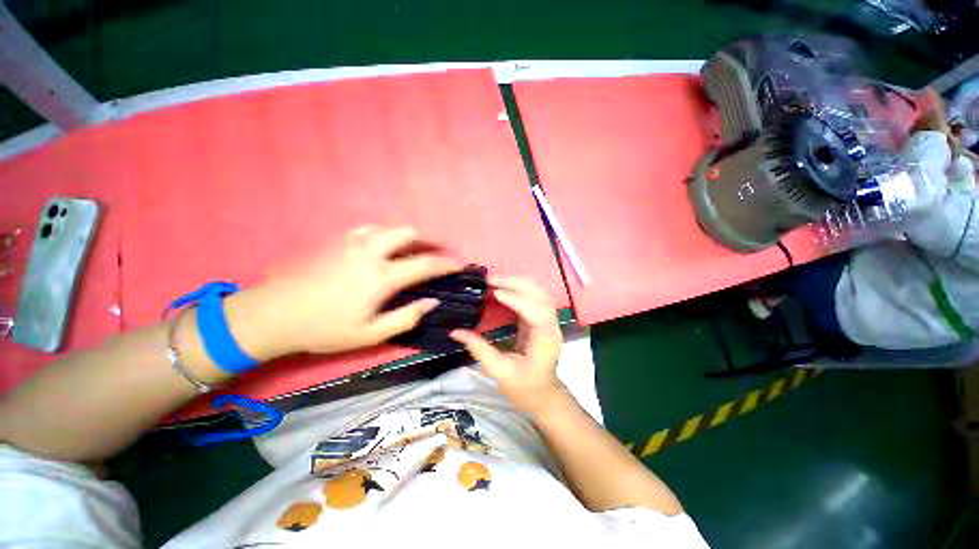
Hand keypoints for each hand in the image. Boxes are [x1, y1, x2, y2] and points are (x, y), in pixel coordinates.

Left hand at [233, 226, 461, 358]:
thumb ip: (406, 317)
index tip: (459, 264)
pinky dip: (384, 236)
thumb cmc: (324, 329)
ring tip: (411, 251)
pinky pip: (369, 230)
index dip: (446, 263)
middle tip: (435, 254)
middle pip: (408, 233)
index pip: (425, 263)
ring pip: (389, 228)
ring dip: (406, 237)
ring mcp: (351, 243)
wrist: (272, 315)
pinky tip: (382, 248)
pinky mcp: (336, 241)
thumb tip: (432, 302)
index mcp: (381, 277)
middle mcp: (370, 252)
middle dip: (428, 241)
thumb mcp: (370, 334)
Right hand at [450, 276, 564, 414]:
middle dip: (516, 283)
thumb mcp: (500, 372)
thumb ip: (480, 350)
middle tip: (490, 280)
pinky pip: (532, 296)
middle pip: (541, 295)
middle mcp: (551, 325)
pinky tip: (502, 287)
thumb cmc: (524, 388)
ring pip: (538, 291)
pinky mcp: (540, 318)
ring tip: (493, 280)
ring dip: (517, 282)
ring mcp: (548, 320)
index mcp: (546, 340)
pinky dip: (518, 287)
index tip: (495, 293)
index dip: (518, 300)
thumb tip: (455, 331)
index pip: (537, 312)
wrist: (542, 394)